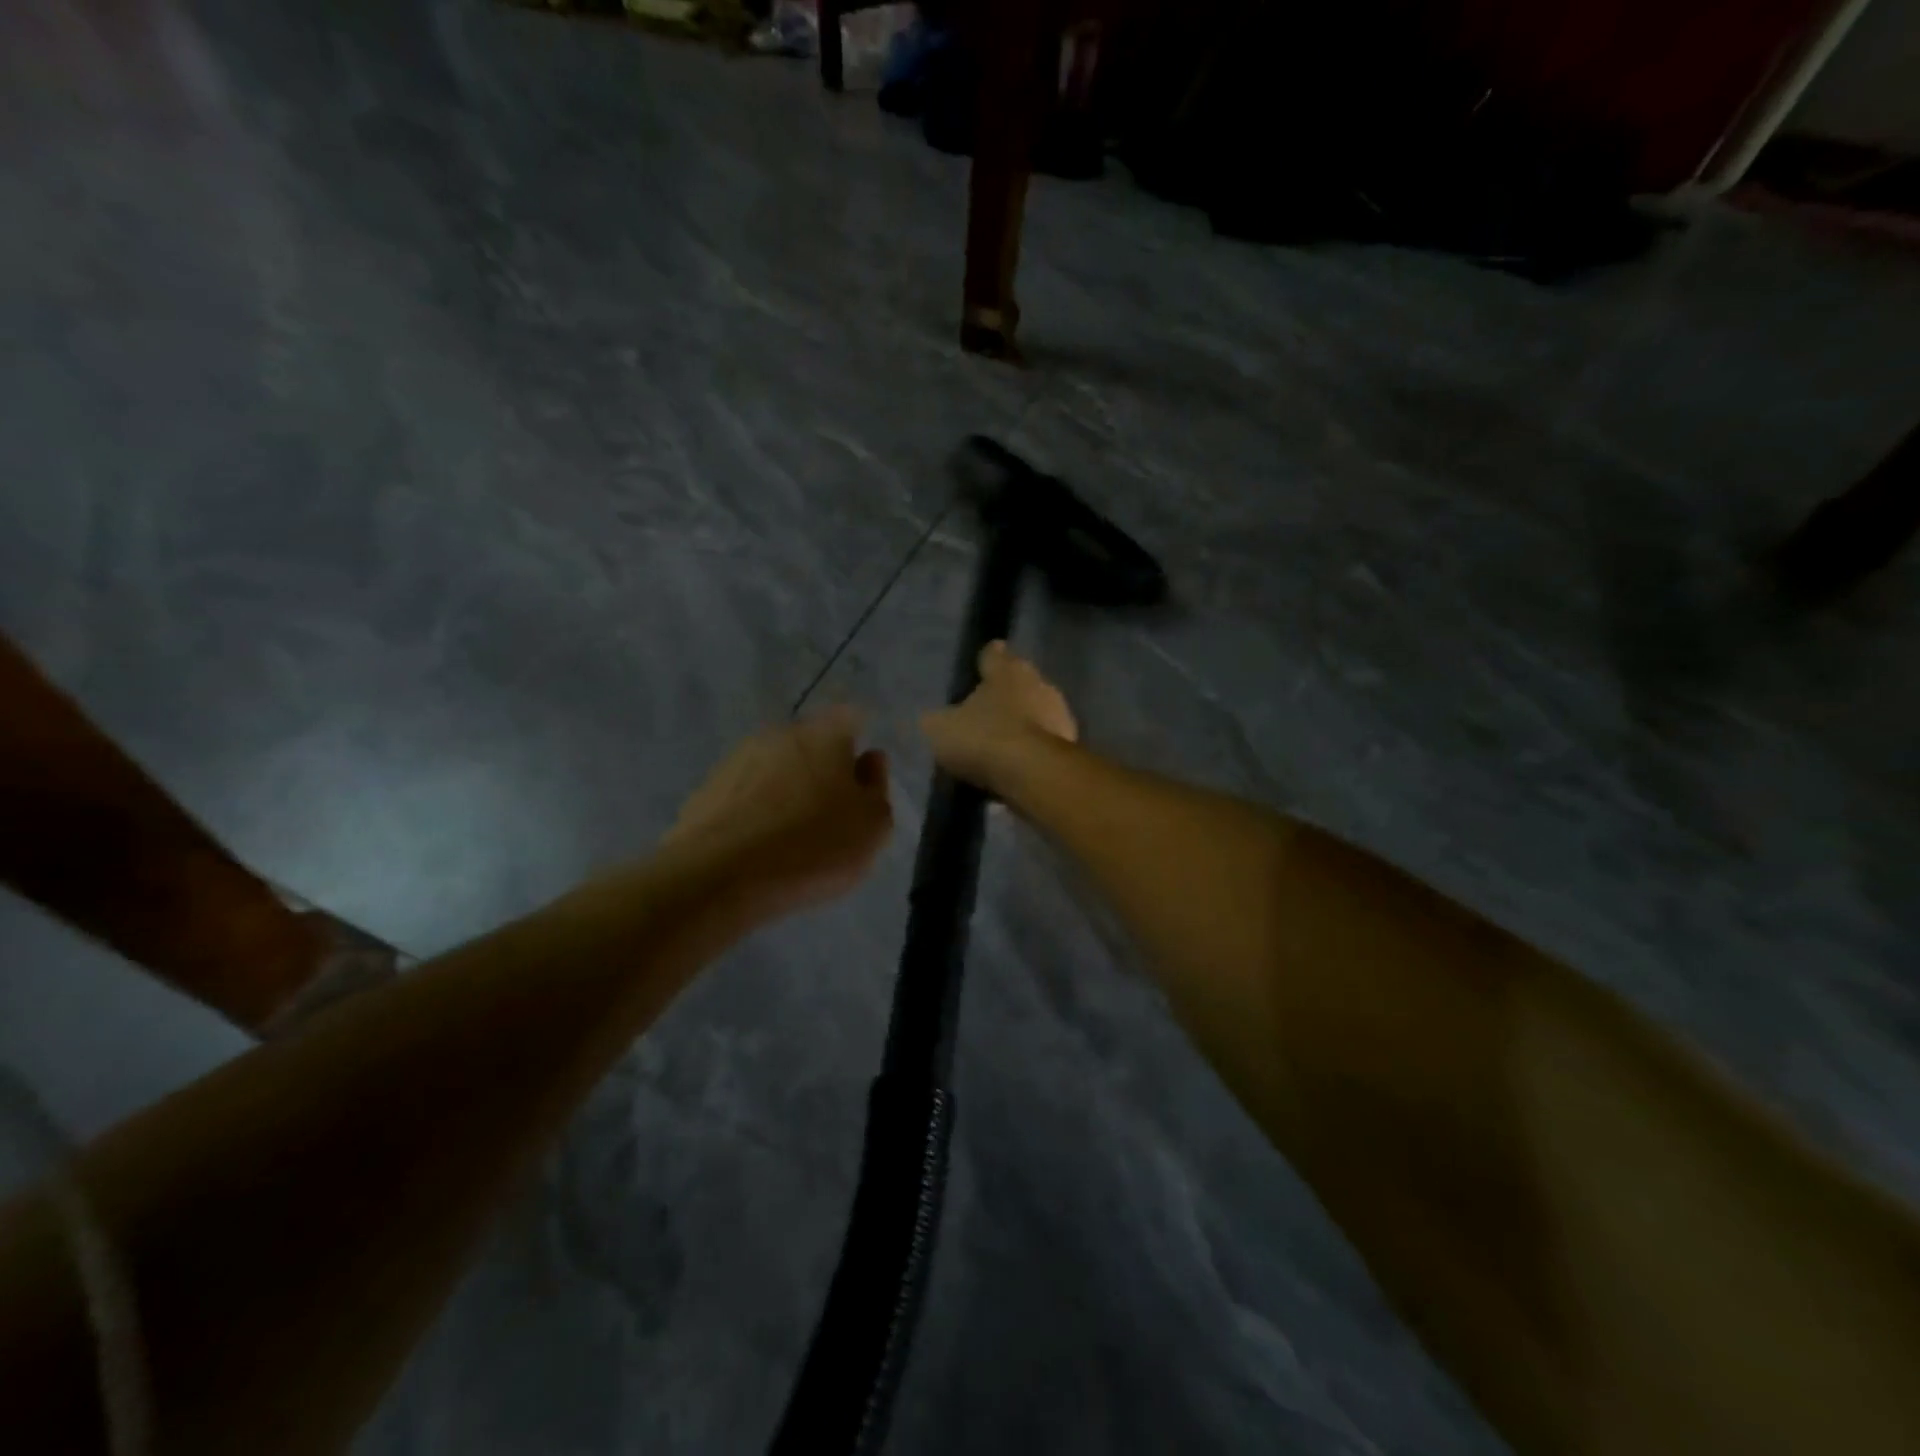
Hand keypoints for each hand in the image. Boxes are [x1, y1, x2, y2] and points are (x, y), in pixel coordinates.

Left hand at [665, 707, 892, 916]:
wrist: (721, 875)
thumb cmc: (814, 846)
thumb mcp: (872, 826)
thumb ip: (876, 787)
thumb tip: (870, 760)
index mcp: (825, 734)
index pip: (850, 721)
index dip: (856, 747)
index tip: (859, 781)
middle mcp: (780, 734)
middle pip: (809, 744)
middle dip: (820, 770)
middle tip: (829, 814)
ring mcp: (737, 759)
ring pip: (774, 768)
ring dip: (785, 791)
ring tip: (790, 837)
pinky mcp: (706, 789)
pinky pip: (744, 795)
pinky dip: (754, 811)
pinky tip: (758, 846)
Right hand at [921, 641, 1077, 796]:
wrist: (1033, 774)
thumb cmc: (984, 737)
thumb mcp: (942, 729)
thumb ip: (938, 719)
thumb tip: (935, 718)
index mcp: (1007, 669)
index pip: (993, 655)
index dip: (985, 660)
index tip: (980, 665)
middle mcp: (1038, 682)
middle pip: (1019, 683)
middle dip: (1006, 696)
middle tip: (987, 712)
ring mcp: (1060, 713)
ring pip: (1036, 712)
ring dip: (1023, 725)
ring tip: (1001, 745)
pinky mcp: (1071, 744)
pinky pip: (1044, 742)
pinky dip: (1032, 750)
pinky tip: (1017, 766)